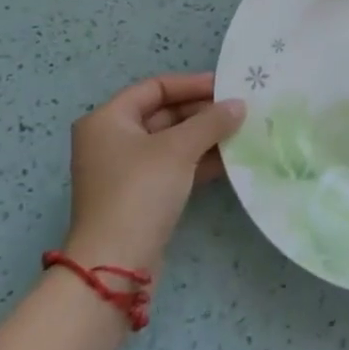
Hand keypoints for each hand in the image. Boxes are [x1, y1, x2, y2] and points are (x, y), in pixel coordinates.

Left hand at [65, 72, 244, 269]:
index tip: (226, 87)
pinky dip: (197, 160)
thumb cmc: (140, 191)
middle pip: (162, 114)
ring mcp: (123, 171)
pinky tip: (228, 160)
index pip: (155, 87)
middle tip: (238, 111)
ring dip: (204, 137)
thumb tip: (239, 104)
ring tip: (240, 132)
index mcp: (108, 120)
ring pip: (170, 142)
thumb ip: (211, 121)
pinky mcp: (138, 196)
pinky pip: (171, 166)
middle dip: (201, 112)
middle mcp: (111, 140)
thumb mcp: (179, 149)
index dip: (191, 84)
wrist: (115, 265)